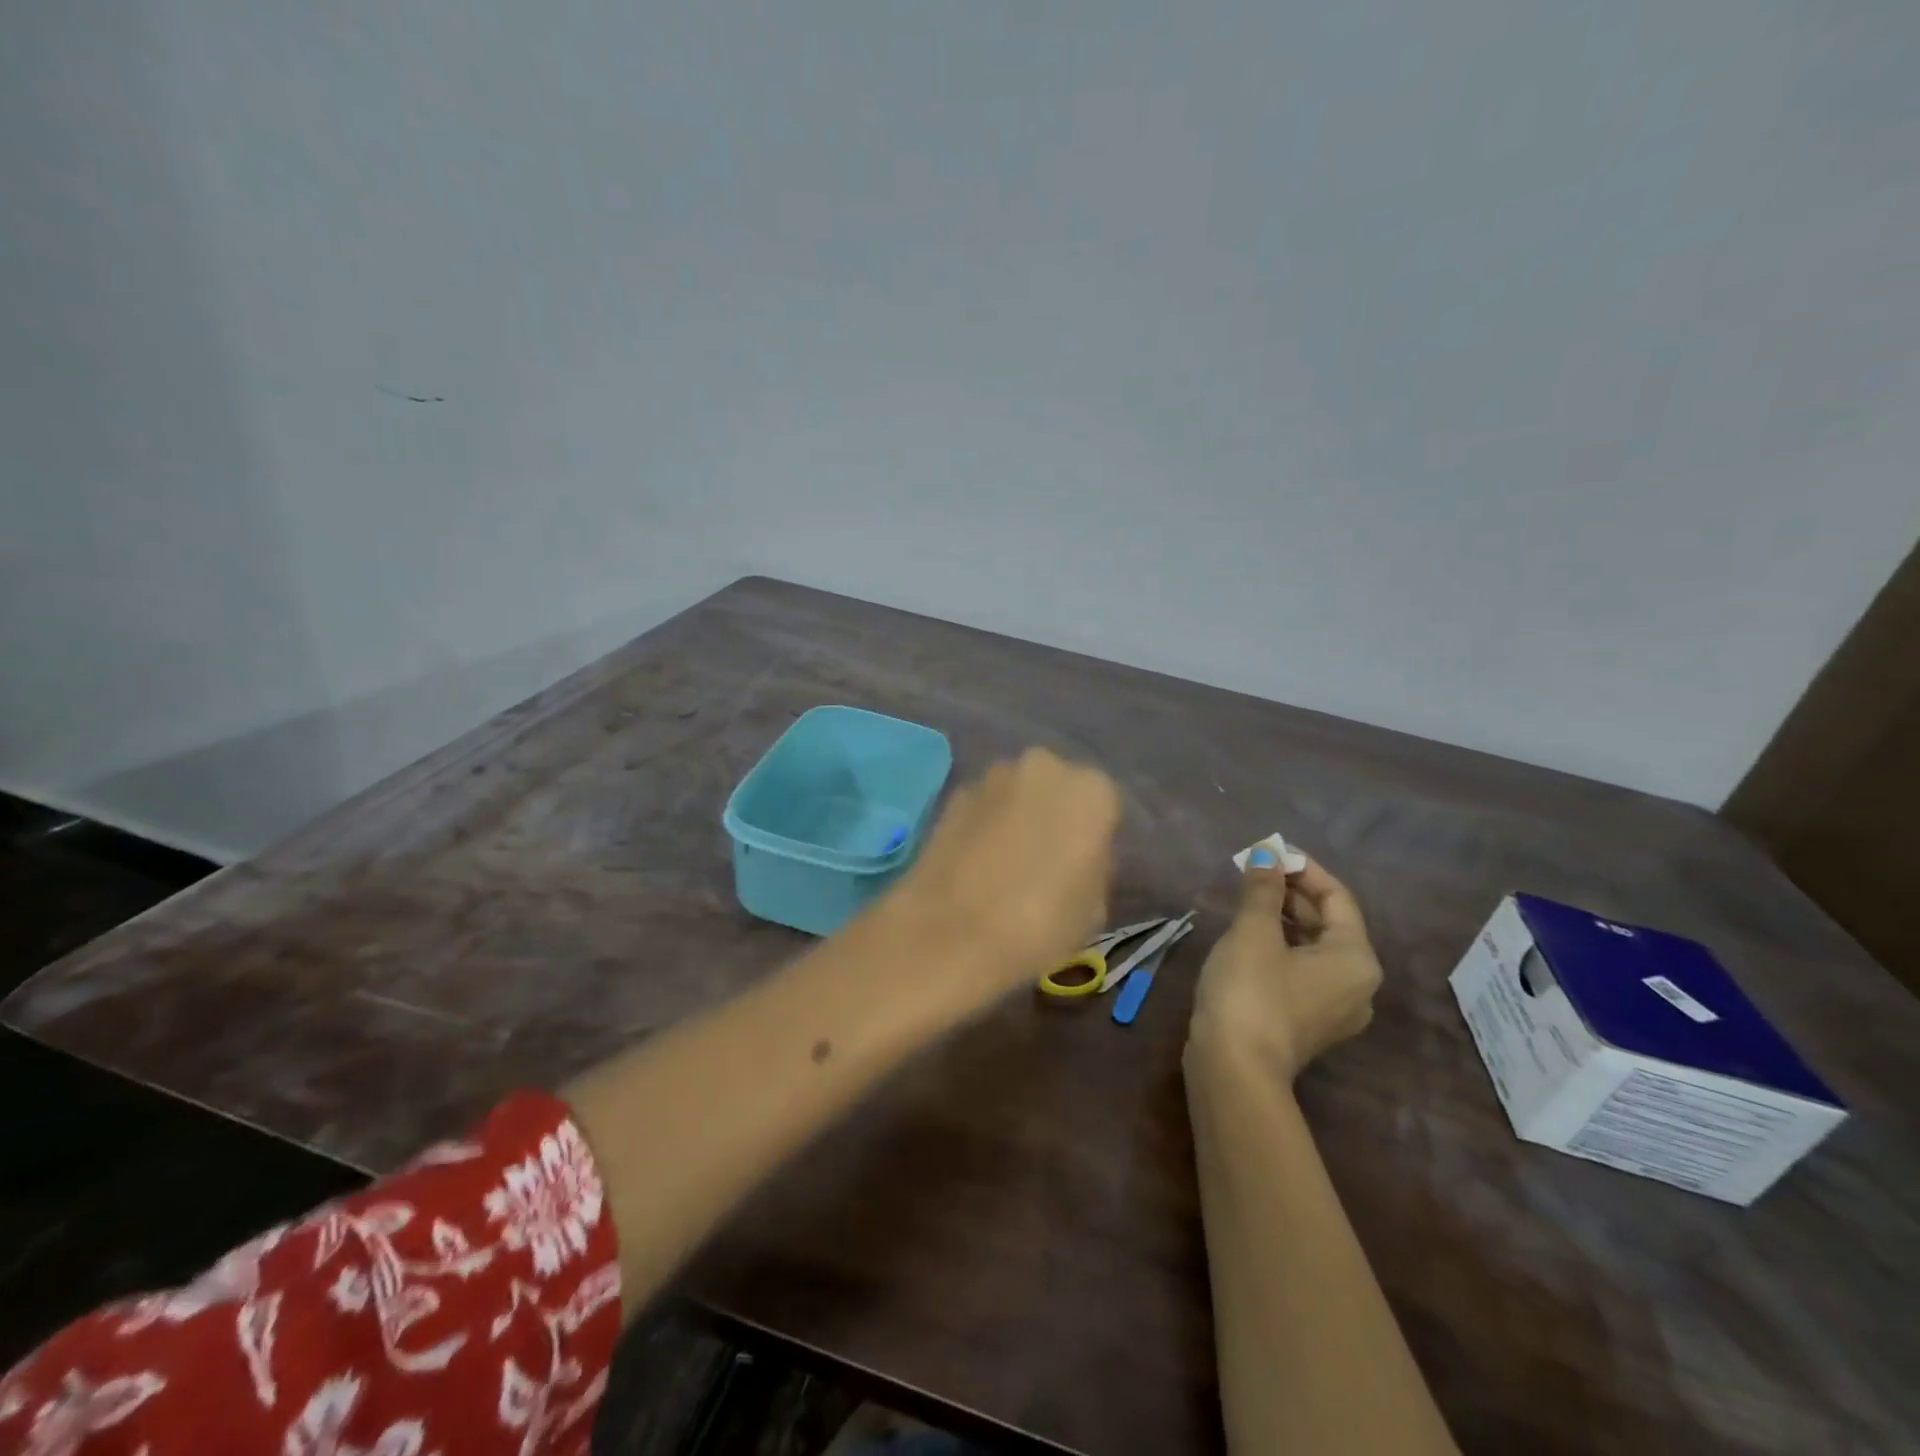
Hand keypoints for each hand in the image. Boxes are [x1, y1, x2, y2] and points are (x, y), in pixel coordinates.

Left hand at [888, 748, 1121, 1001]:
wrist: (950, 932)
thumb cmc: (1040, 924)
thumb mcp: (1093, 909)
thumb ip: (1095, 868)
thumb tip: (1079, 859)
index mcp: (1092, 791)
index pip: (1105, 807)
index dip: (1095, 839)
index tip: (1083, 868)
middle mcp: (1045, 767)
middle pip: (1059, 788)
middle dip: (1055, 815)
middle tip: (1046, 861)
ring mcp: (994, 776)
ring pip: (1019, 792)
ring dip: (1017, 815)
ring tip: (1006, 863)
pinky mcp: (954, 792)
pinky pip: (984, 806)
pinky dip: (984, 824)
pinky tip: (976, 862)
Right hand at [1188, 853, 1382, 1080]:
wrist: (1233, 1068)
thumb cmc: (1250, 991)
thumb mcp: (1253, 932)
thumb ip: (1262, 889)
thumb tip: (1266, 854)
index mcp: (1355, 958)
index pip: (1337, 898)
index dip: (1303, 869)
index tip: (1268, 851)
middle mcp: (1357, 984)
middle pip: (1328, 923)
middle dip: (1291, 892)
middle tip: (1254, 870)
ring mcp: (1335, 1009)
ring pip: (1313, 948)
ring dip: (1284, 918)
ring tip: (1248, 897)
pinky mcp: (1309, 1023)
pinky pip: (1303, 971)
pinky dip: (1282, 946)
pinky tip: (1250, 936)